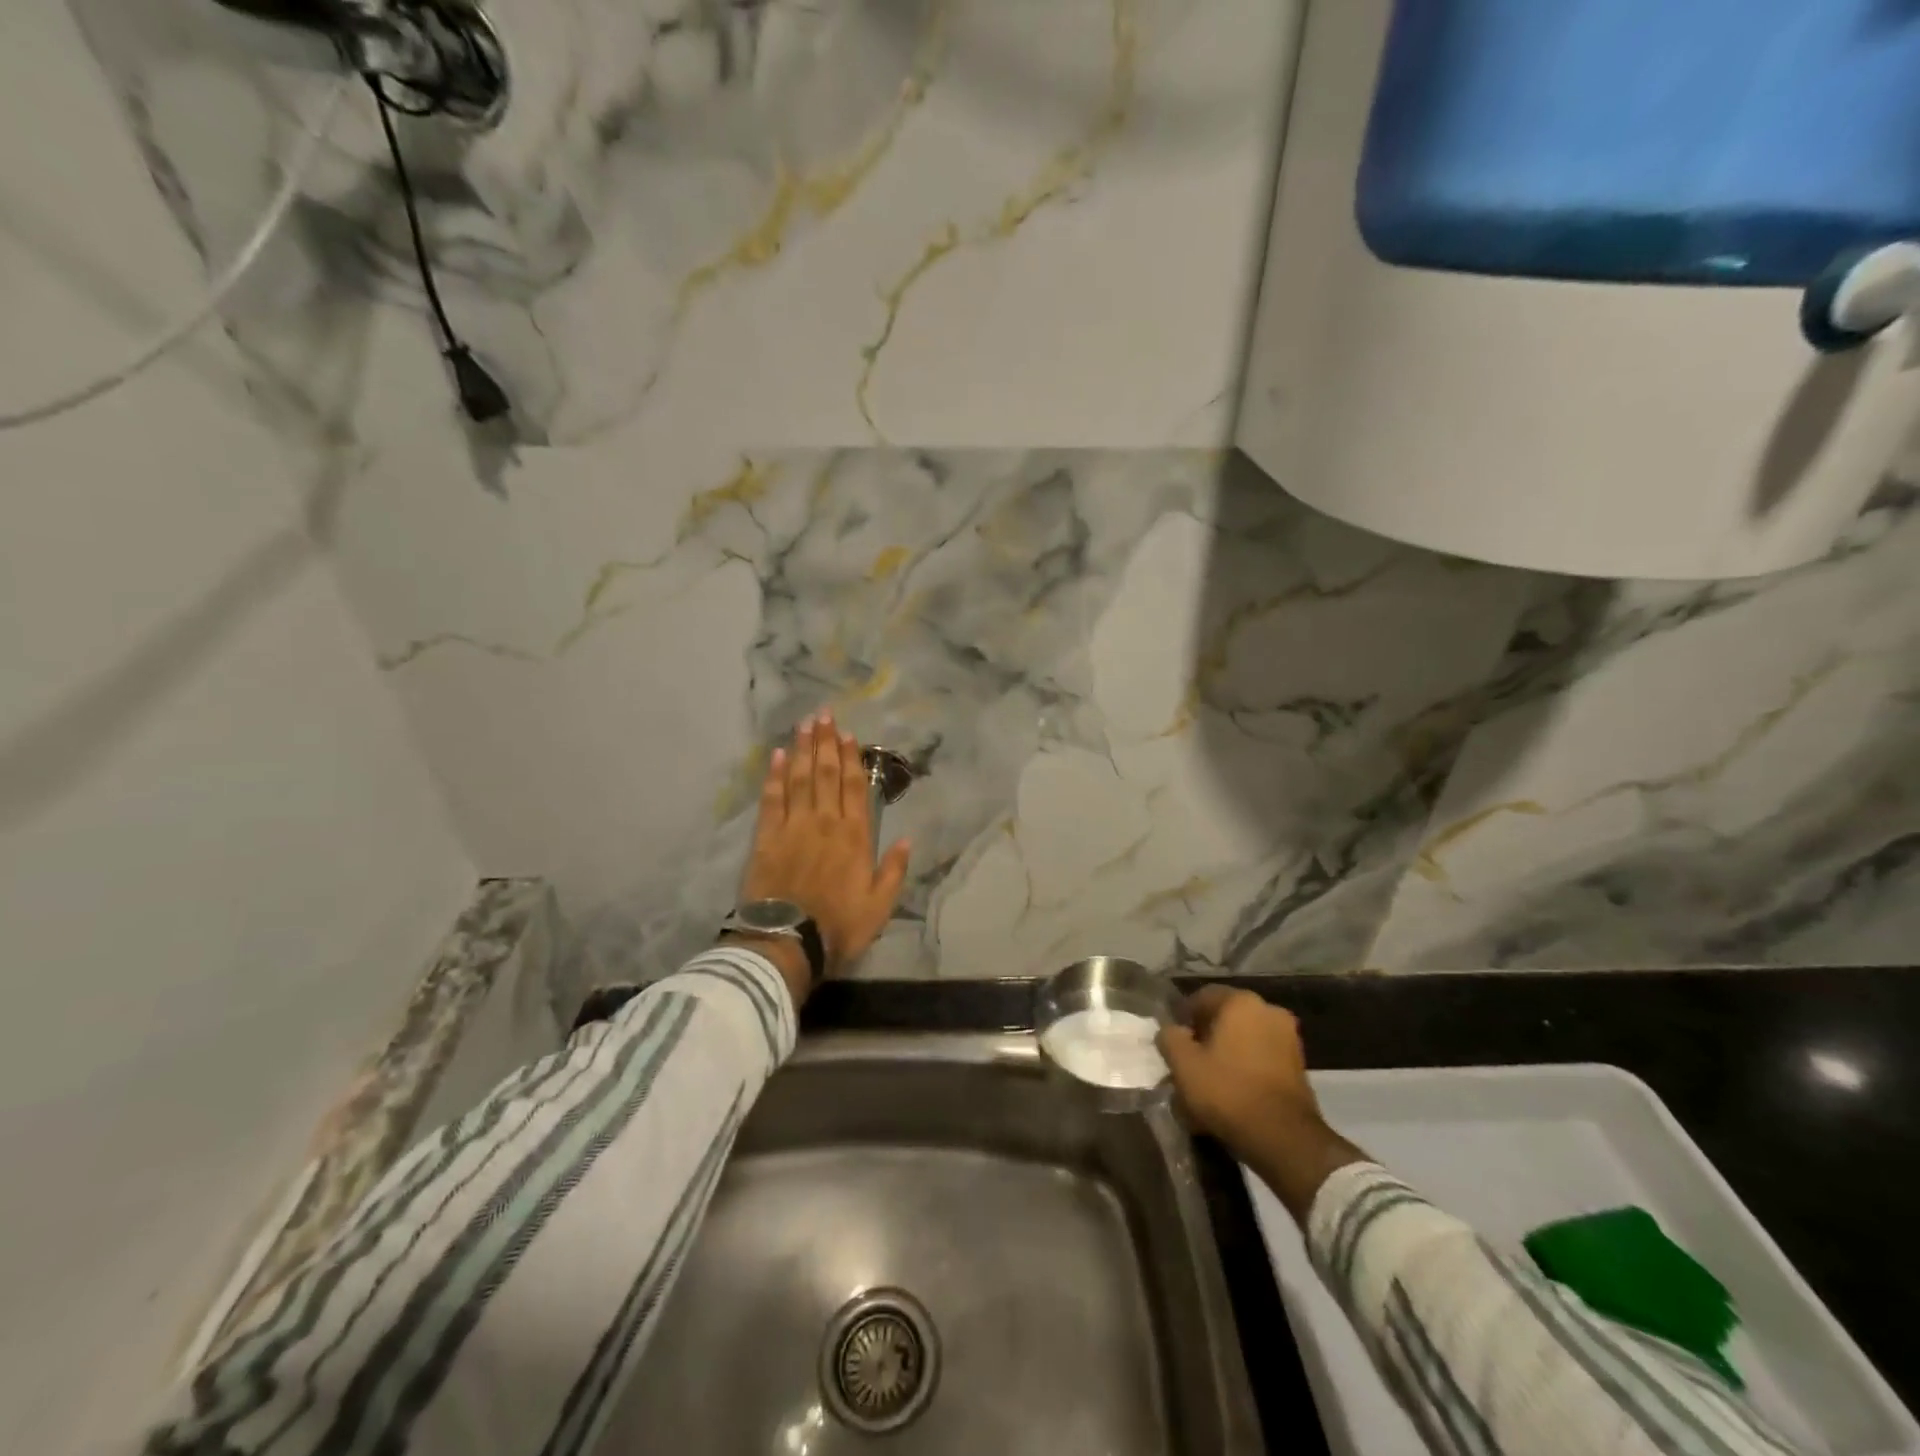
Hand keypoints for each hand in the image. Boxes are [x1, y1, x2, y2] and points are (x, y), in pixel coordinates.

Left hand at [729, 712, 910, 1006]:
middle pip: (826, 774)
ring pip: (800, 779)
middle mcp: (825, 823)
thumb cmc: (838, 926)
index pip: (853, 787)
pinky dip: (775, 775)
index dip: (851, 758)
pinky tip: (778, 756)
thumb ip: (894, 870)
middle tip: (823, 714)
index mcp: (855, 837)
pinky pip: (772, 799)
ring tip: (804, 724)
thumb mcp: (880, 906)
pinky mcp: (766, 838)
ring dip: (804, 749)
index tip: (848, 734)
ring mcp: (793, 827)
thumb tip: (908, 838)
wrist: (787, 942)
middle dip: (826, 742)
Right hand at [1158, 986, 1367, 1222]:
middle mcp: (1268, 1010)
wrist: (1284, 1137)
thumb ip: (1170, 1038)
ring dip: (1226, 1055)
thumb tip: (1171, 1031)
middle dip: (1206, 1038)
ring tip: (1209, 1083)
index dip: (1184, 1018)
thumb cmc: (1228, 1091)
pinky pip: (1261, 1058)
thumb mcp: (1183, 1064)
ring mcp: (1288, 1038)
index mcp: (1241, 1002)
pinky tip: (1230, 1093)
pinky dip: (1244, 1069)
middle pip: (1225, 1018)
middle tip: (1189, 1063)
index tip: (1174, 1043)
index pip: (1202, 997)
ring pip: (1244, 1040)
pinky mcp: (1298, 1066)